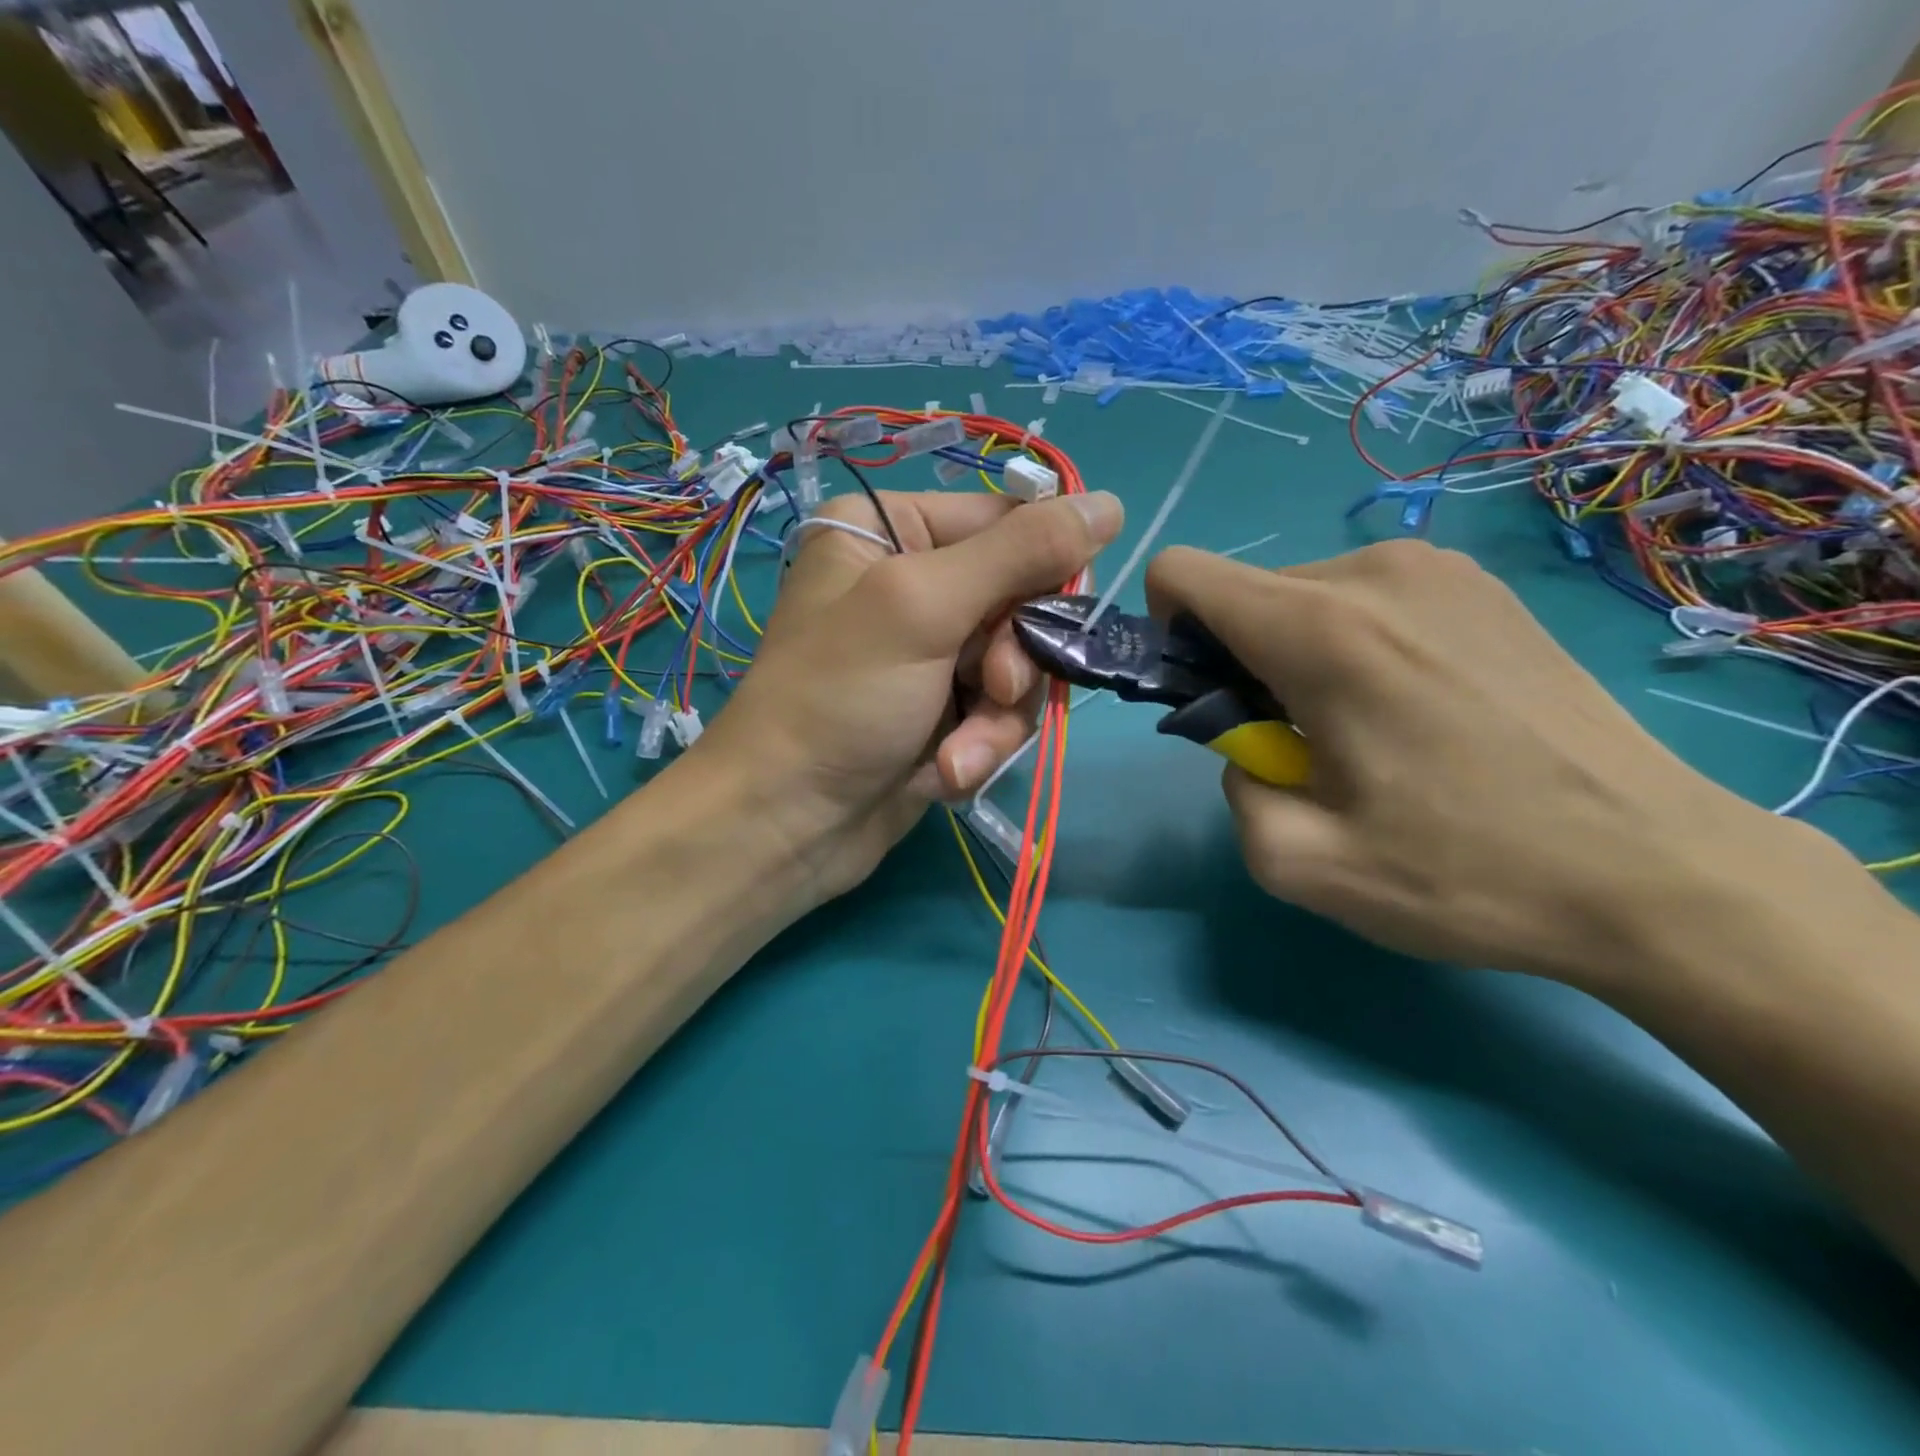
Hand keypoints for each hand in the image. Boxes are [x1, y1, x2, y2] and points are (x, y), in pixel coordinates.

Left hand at [693, 488, 1123, 907]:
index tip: (1054, 620)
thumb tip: (1110, 503)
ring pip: (1016, 666)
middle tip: (991, 691)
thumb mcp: (923, 608)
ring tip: (955, 755)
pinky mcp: (940, 710)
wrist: (785, 823)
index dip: (1044, 571)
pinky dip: (978, 746)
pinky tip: (945, 774)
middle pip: (1020, 600)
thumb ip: (1020, 553)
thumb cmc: (838, 698)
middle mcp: (912, 583)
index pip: (1008, 523)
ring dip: (996, 719)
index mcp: (892, 530)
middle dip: (1012, 662)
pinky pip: (996, 712)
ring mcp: (928, 652)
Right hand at [1146, 539, 1806, 986]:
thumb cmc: (1468, 872)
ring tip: (1365, 732)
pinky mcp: (1482, 588)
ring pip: (1303, 597)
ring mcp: (1438, 570)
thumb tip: (1247, 744)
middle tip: (1300, 743)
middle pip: (1243, 594)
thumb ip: (1230, 787)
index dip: (1166, 632)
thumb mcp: (1300, 863)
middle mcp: (1374, 574)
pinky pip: (1366, 600)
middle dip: (1240, 662)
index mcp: (1320, 631)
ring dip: (1297, 658)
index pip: (1182, 574)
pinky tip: (1414, 711)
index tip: (1209, 699)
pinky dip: (1353, 645)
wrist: (1658, 872)